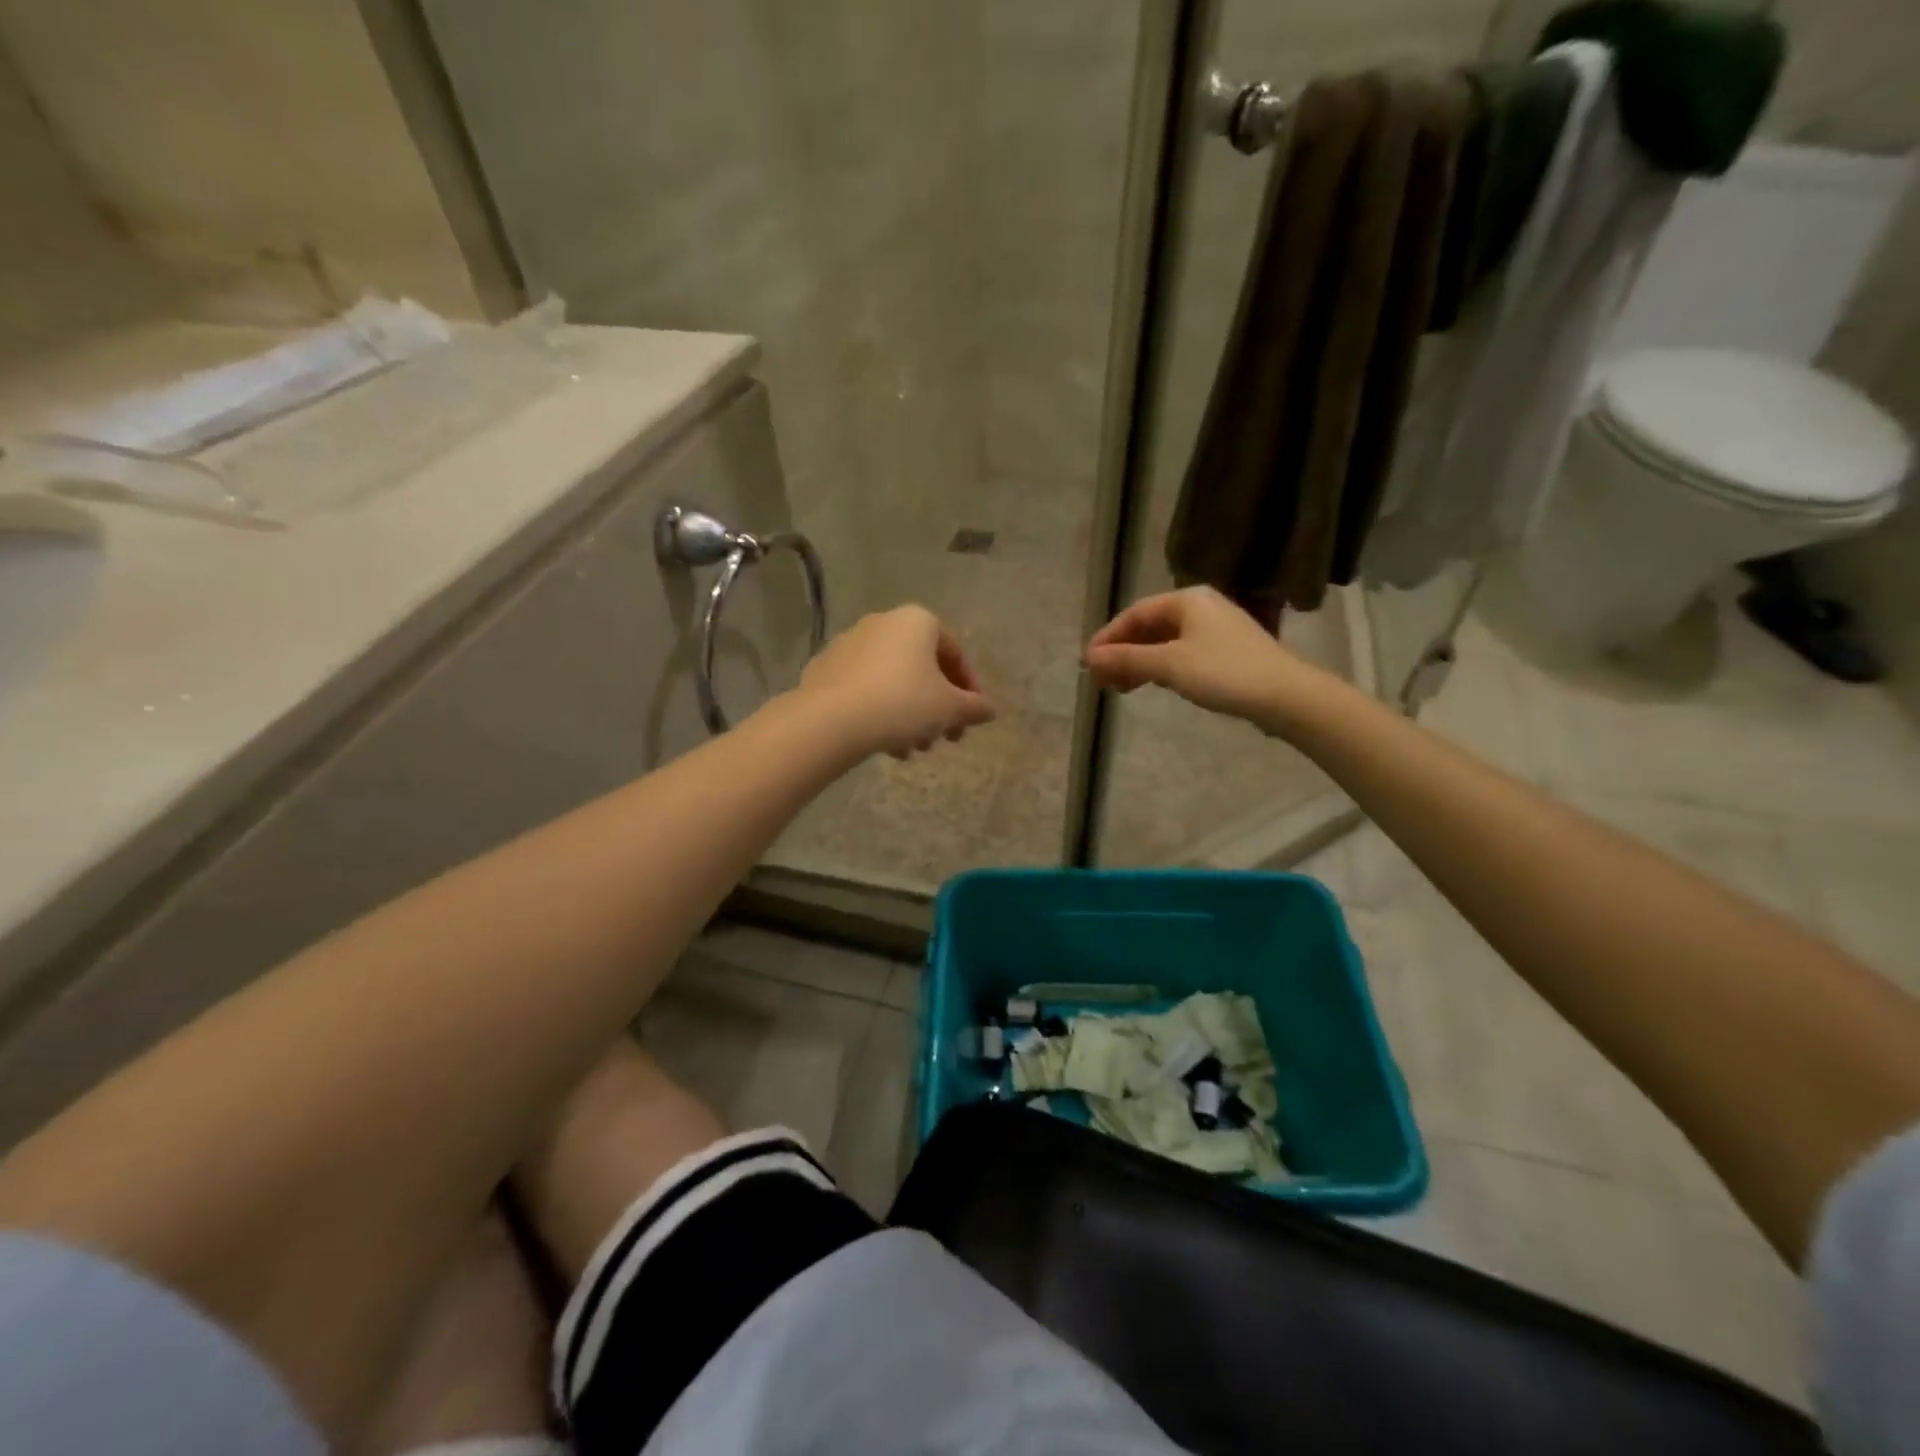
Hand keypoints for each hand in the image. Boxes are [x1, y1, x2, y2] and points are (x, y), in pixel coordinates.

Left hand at [797, 605, 996, 758]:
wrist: (831, 719)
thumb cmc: (902, 703)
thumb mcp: (949, 709)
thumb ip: (973, 707)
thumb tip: (989, 710)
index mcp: (917, 621)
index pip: (954, 654)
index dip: (969, 690)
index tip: (971, 720)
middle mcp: (883, 622)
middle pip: (921, 668)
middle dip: (935, 707)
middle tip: (943, 739)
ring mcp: (849, 643)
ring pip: (892, 680)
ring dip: (909, 715)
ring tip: (912, 749)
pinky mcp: (824, 668)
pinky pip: (863, 688)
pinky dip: (878, 711)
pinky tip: (883, 742)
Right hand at [1084, 587, 1334, 731]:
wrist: (1285, 695)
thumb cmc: (1224, 673)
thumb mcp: (1169, 665)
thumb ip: (1127, 659)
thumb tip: (1089, 658)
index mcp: (1187, 599)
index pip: (1135, 614)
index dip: (1108, 638)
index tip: (1088, 663)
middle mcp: (1201, 607)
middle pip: (1150, 627)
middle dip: (1122, 653)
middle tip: (1101, 680)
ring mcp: (1216, 629)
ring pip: (1165, 643)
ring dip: (1139, 663)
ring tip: (1120, 688)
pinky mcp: (1227, 651)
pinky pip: (1182, 654)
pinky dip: (1161, 668)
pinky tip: (1152, 685)